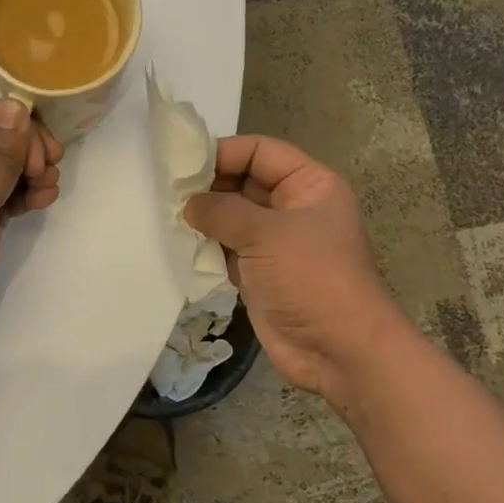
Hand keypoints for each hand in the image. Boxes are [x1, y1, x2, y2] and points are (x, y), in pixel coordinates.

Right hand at [183, 135, 408, 403]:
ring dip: (203, 217)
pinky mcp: (259, 272)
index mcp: (309, 185)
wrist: (338, 350)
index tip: (183, 164)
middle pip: (243, 181)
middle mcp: (292, 208)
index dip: (224, 152)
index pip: (261, 151)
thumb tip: (189, 203)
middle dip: (208, 185)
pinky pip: (226, 248)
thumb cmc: (311, 279)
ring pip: (231, 216)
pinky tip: (178, 245)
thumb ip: (222, 210)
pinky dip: (205, 246)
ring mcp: (275, 242)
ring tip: (165, 216)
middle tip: (166, 191)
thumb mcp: (266, 233)